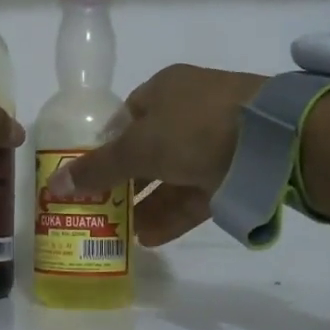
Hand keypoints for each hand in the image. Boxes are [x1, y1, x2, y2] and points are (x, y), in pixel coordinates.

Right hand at [48, 64, 266, 245]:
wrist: (274, 138)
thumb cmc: (194, 128)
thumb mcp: (138, 148)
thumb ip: (97, 169)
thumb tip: (54, 186)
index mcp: (164, 89)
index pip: (127, 117)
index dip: (106, 146)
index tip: (91, 176)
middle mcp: (190, 110)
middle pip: (149, 149)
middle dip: (125, 182)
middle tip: (102, 210)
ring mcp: (217, 139)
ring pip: (173, 175)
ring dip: (147, 204)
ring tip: (122, 234)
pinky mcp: (237, 170)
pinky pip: (197, 194)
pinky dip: (173, 214)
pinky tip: (150, 239)